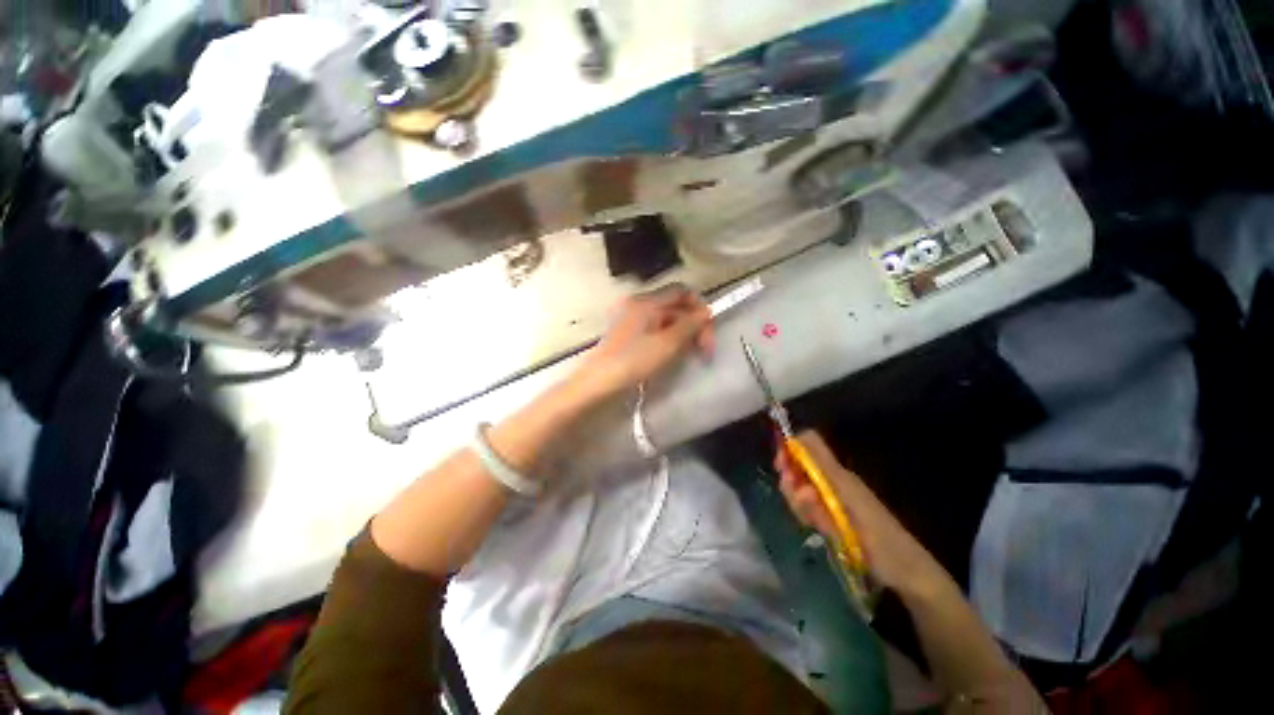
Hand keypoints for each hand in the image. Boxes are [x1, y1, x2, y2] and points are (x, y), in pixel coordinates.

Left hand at [573, 285, 714, 397]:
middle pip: (674, 306)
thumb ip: (689, 325)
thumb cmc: (633, 361)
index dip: (699, 307)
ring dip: (682, 333)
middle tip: (704, 350)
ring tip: (690, 354)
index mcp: (646, 301)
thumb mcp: (667, 344)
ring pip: (665, 318)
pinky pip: (654, 328)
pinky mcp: (627, 332)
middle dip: (693, 324)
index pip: (681, 291)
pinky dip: (668, 337)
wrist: (598, 382)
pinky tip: (672, 354)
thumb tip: (706, 312)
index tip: (708, 331)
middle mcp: (637, 303)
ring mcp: (630, 318)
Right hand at [775, 431, 938, 593]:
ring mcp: (834, 494)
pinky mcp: (835, 510)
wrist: (906, 569)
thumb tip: (799, 486)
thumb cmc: (879, 541)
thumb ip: (821, 503)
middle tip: (798, 505)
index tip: (780, 468)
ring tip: (811, 522)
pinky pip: (810, 501)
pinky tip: (815, 526)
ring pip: (801, 484)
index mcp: (838, 475)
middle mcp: (834, 479)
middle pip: (800, 464)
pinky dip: (806, 511)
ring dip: (798, 500)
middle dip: (790, 480)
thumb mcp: (850, 522)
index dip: (790, 447)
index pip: (809, 443)